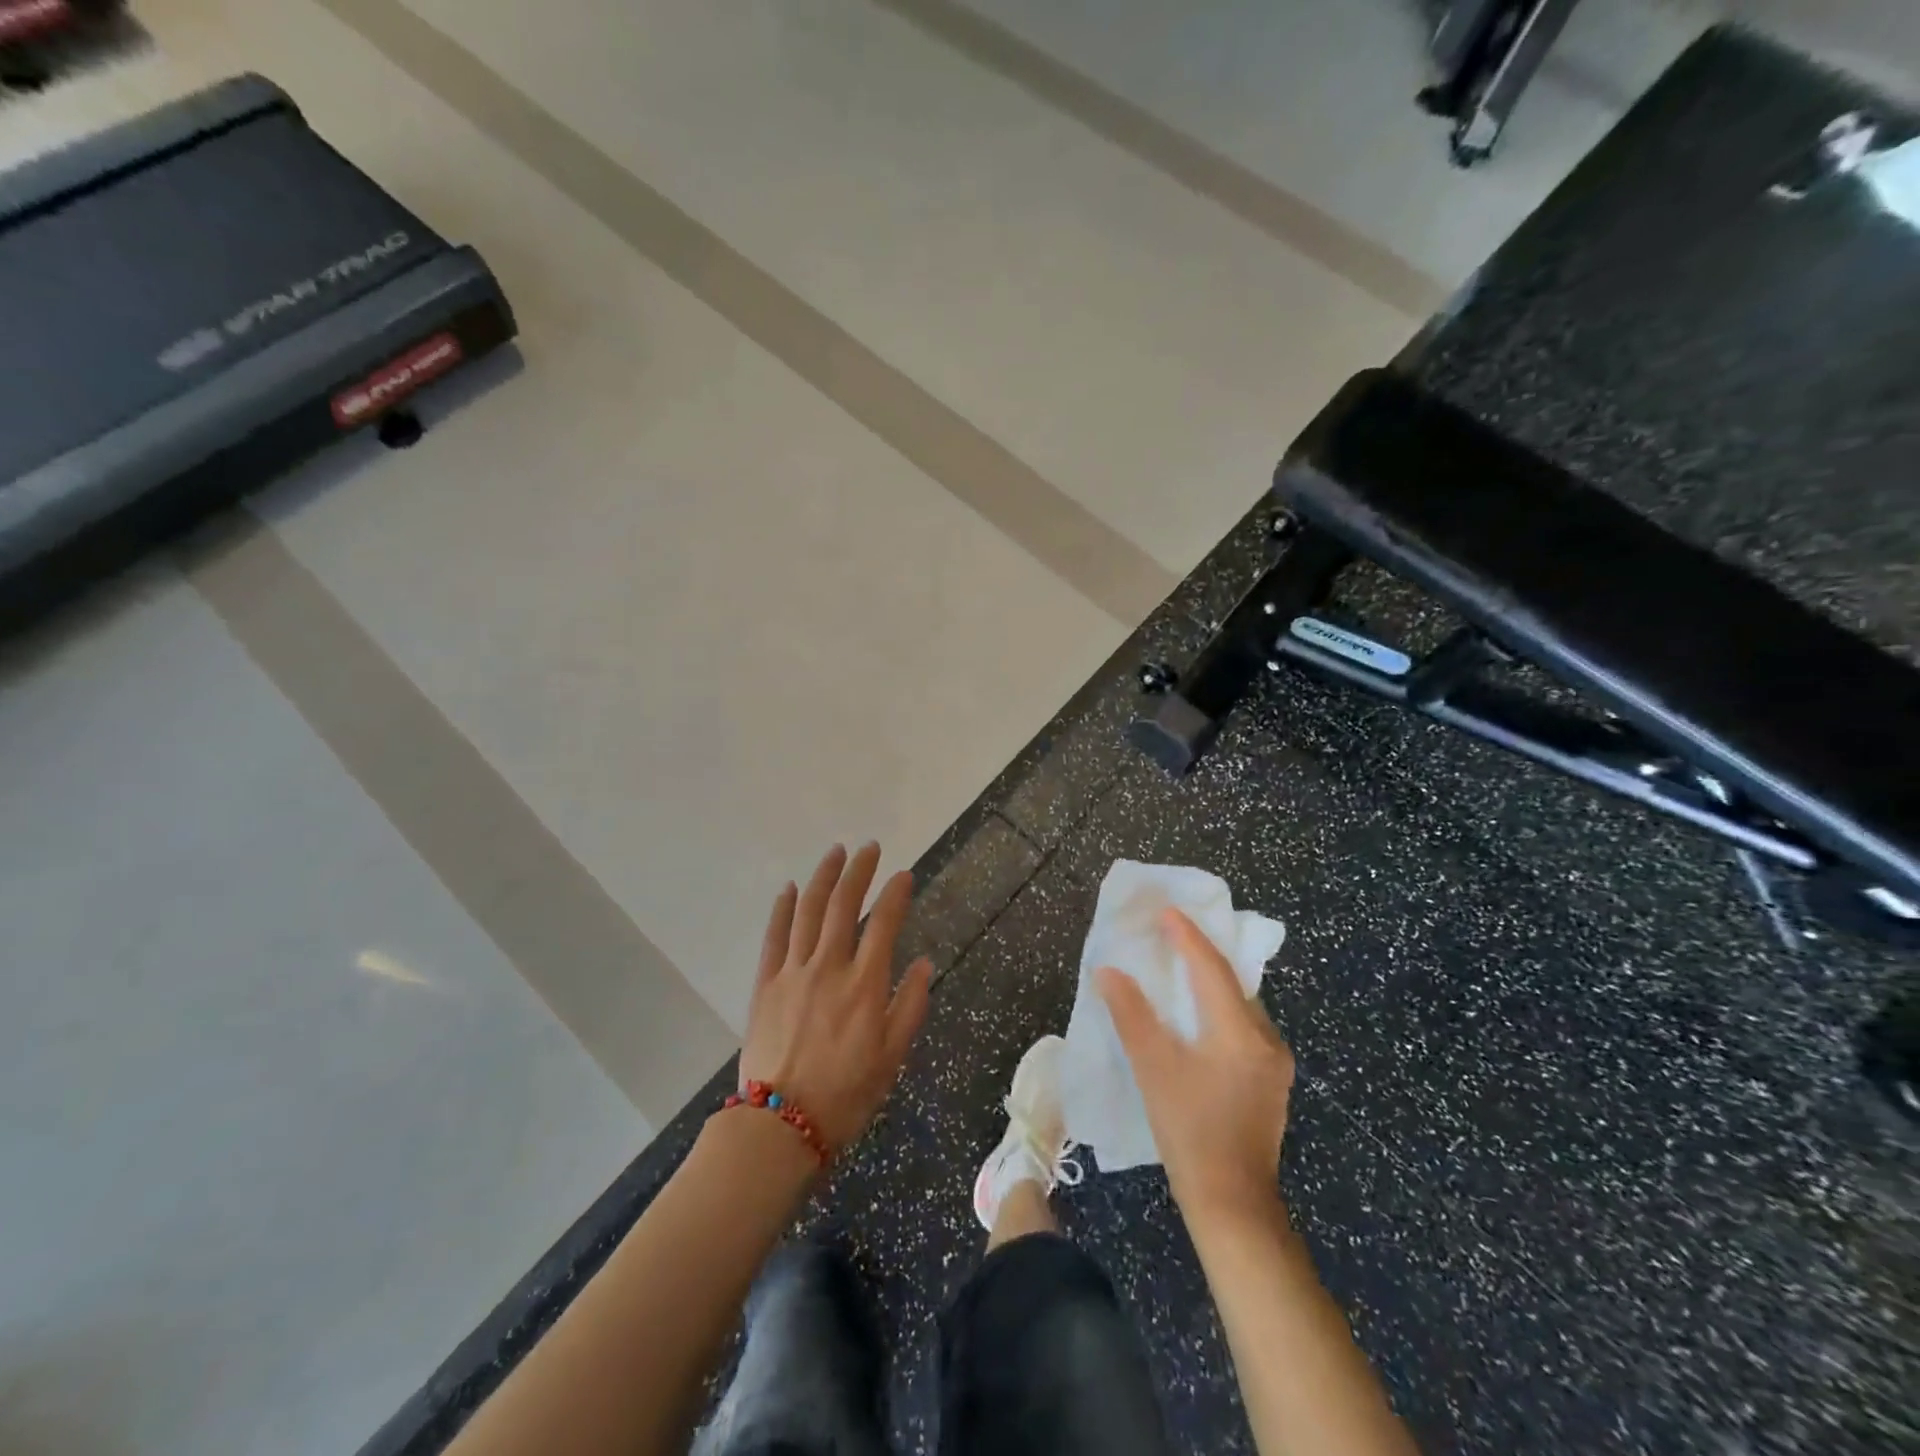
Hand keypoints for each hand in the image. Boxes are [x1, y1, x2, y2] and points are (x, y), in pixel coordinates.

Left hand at [740, 843, 932, 1152]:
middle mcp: (830, 966)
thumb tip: (923, 963)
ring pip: (809, 911)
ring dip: (823, 877)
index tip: (904, 875)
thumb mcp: (892, 1057)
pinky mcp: (766, 983)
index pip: (884, 923)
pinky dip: (782, 908)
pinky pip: (774, 936)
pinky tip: (789, 888)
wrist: (780, 1126)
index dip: (896, 894)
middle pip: (844, 905)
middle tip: (869, 848)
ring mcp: (793, 972)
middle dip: (859, 871)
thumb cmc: (846, 1095)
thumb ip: (910, 1006)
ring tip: (835, 853)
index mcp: (865, 984)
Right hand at [1098, 908, 1293, 1223]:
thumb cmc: (1189, 1131)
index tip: (1166, 911)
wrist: (1233, 1204)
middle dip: (1202, 954)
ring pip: (1241, 1006)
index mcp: (1240, 1031)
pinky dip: (1220, 1010)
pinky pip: (1245, 1027)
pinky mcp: (1271, 1082)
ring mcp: (1274, 1063)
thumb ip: (1130, 1014)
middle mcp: (1266, 1039)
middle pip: (1233, 982)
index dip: (1187, 936)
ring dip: (1212, 983)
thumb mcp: (1153, 1068)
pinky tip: (1200, 1016)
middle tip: (1173, 932)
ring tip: (1182, 966)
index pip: (1211, 968)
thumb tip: (1108, 971)